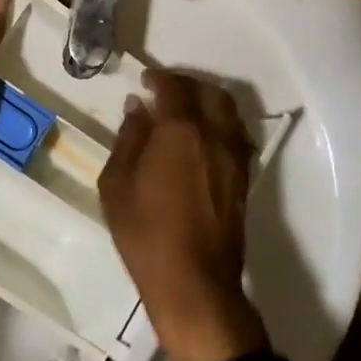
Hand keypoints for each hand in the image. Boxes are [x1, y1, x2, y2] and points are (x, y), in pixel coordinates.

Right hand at [98, 69, 268, 360]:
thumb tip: (138, 107)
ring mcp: (235, 157)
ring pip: (229, 111)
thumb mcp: (117, 183)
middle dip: (187, 84)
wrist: (193, 281)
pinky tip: (202, 137)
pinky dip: (220, 123)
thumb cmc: (145, 232)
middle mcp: (215, 135)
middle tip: (165, 90)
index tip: (145, 80)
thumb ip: (129, 138)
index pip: (175, 87)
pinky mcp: (244, 178)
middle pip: (210, 92)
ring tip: (185, 110)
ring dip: (207, 101)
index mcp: (181, 131)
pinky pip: (236, 134)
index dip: (159, 78)